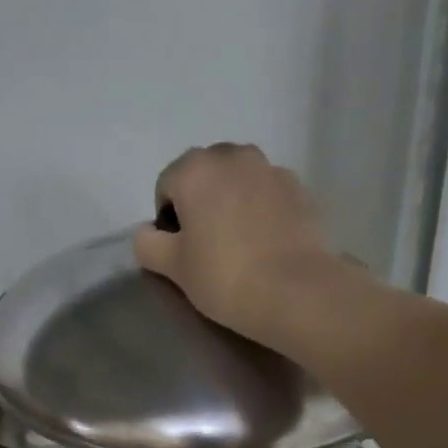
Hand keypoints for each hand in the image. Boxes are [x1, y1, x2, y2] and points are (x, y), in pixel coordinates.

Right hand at [135, 144, 356, 351]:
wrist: (296, 291)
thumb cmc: (224, 276)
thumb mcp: (172, 267)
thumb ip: (148, 244)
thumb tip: (147, 232)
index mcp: (195, 169)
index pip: (167, 185)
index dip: (167, 218)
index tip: (179, 249)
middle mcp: (233, 156)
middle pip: (205, 175)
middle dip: (201, 202)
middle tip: (207, 245)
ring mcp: (271, 169)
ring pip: (239, 181)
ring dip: (232, 202)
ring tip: (239, 243)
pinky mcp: (300, 189)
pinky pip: (268, 193)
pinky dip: (261, 210)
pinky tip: (266, 244)